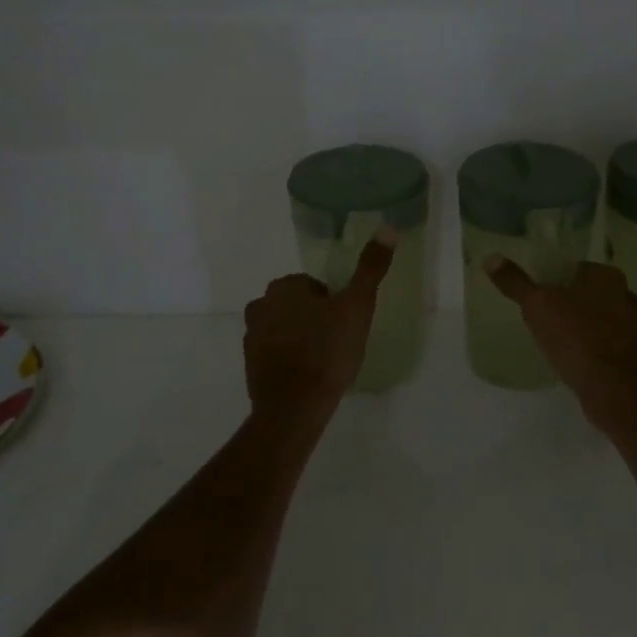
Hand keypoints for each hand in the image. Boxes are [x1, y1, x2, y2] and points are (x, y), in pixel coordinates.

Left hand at [243, 232, 396, 417]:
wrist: (294, 408)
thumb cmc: (327, 351)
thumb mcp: (357, 306)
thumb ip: (371, 268)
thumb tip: (387, 228)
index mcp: (284, 287)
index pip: (314, 286)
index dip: (334, 304)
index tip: (346, 324)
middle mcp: (260, 305)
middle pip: (297, 305)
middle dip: (315, 319)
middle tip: (338, 342)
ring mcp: (251, 337)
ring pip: (285, 328)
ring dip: (302, 338)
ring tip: (325, 361)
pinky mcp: (250, 365)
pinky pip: (275, 353)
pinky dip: (290, 359)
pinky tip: (308, 377)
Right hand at [485, 257, 636, 426]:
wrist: (612, 388)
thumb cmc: (575, 337)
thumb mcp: (537, 305)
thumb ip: (515, 282)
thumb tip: (490, 258)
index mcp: (606, 275)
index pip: (573, 268)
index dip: (552, 281)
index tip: (535, 297)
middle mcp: (625, 294)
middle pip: (585, 292)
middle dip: (565, 303)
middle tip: (540, 319)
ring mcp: (632, 324)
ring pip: (596, 317)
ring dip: (578, 325)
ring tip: (554, 340)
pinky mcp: (631, 352)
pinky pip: (603, 341)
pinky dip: (589, 345)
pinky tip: (572, 358)